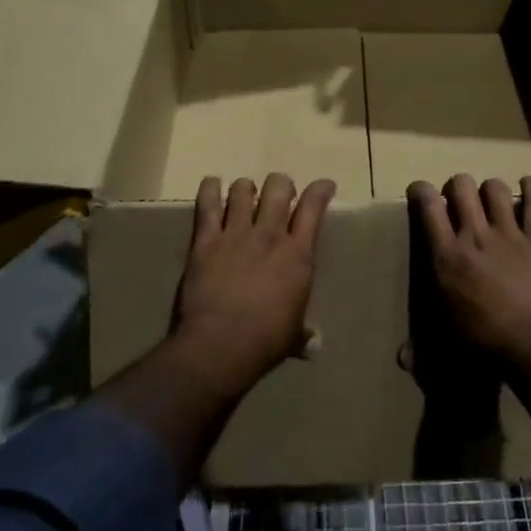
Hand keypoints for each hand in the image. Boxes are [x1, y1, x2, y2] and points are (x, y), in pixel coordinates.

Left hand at [171, 174, 335, 397]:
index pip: (313, 208)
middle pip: (278, 188)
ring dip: (246, 188)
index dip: (320, 190)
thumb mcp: (293, 337)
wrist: (220, 346)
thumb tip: (314, 345)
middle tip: (279, 195)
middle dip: (281, 185)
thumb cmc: (265, 342)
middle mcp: (270, 235)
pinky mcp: (206, 240)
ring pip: (243, 190)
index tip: (324, 185)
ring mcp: (236, 234)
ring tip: (245, 195)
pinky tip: (212, 185)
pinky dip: (210, 189)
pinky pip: (208, 205)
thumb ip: (304, 334)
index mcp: (298, 255)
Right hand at [408, 175, 530, 387]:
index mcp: (446, 257)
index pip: (428, 207)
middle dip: (457, 187)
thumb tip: (401, 358)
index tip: (421, 191)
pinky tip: (528, 185)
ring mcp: (509, 233)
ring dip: (490, 189)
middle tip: (459, 200)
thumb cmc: (486, 347)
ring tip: (491, 200)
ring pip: (495, 188)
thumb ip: (420, 351)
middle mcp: (474, 235)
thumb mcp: (447, 345)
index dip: (421, 191)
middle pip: (461, 187)